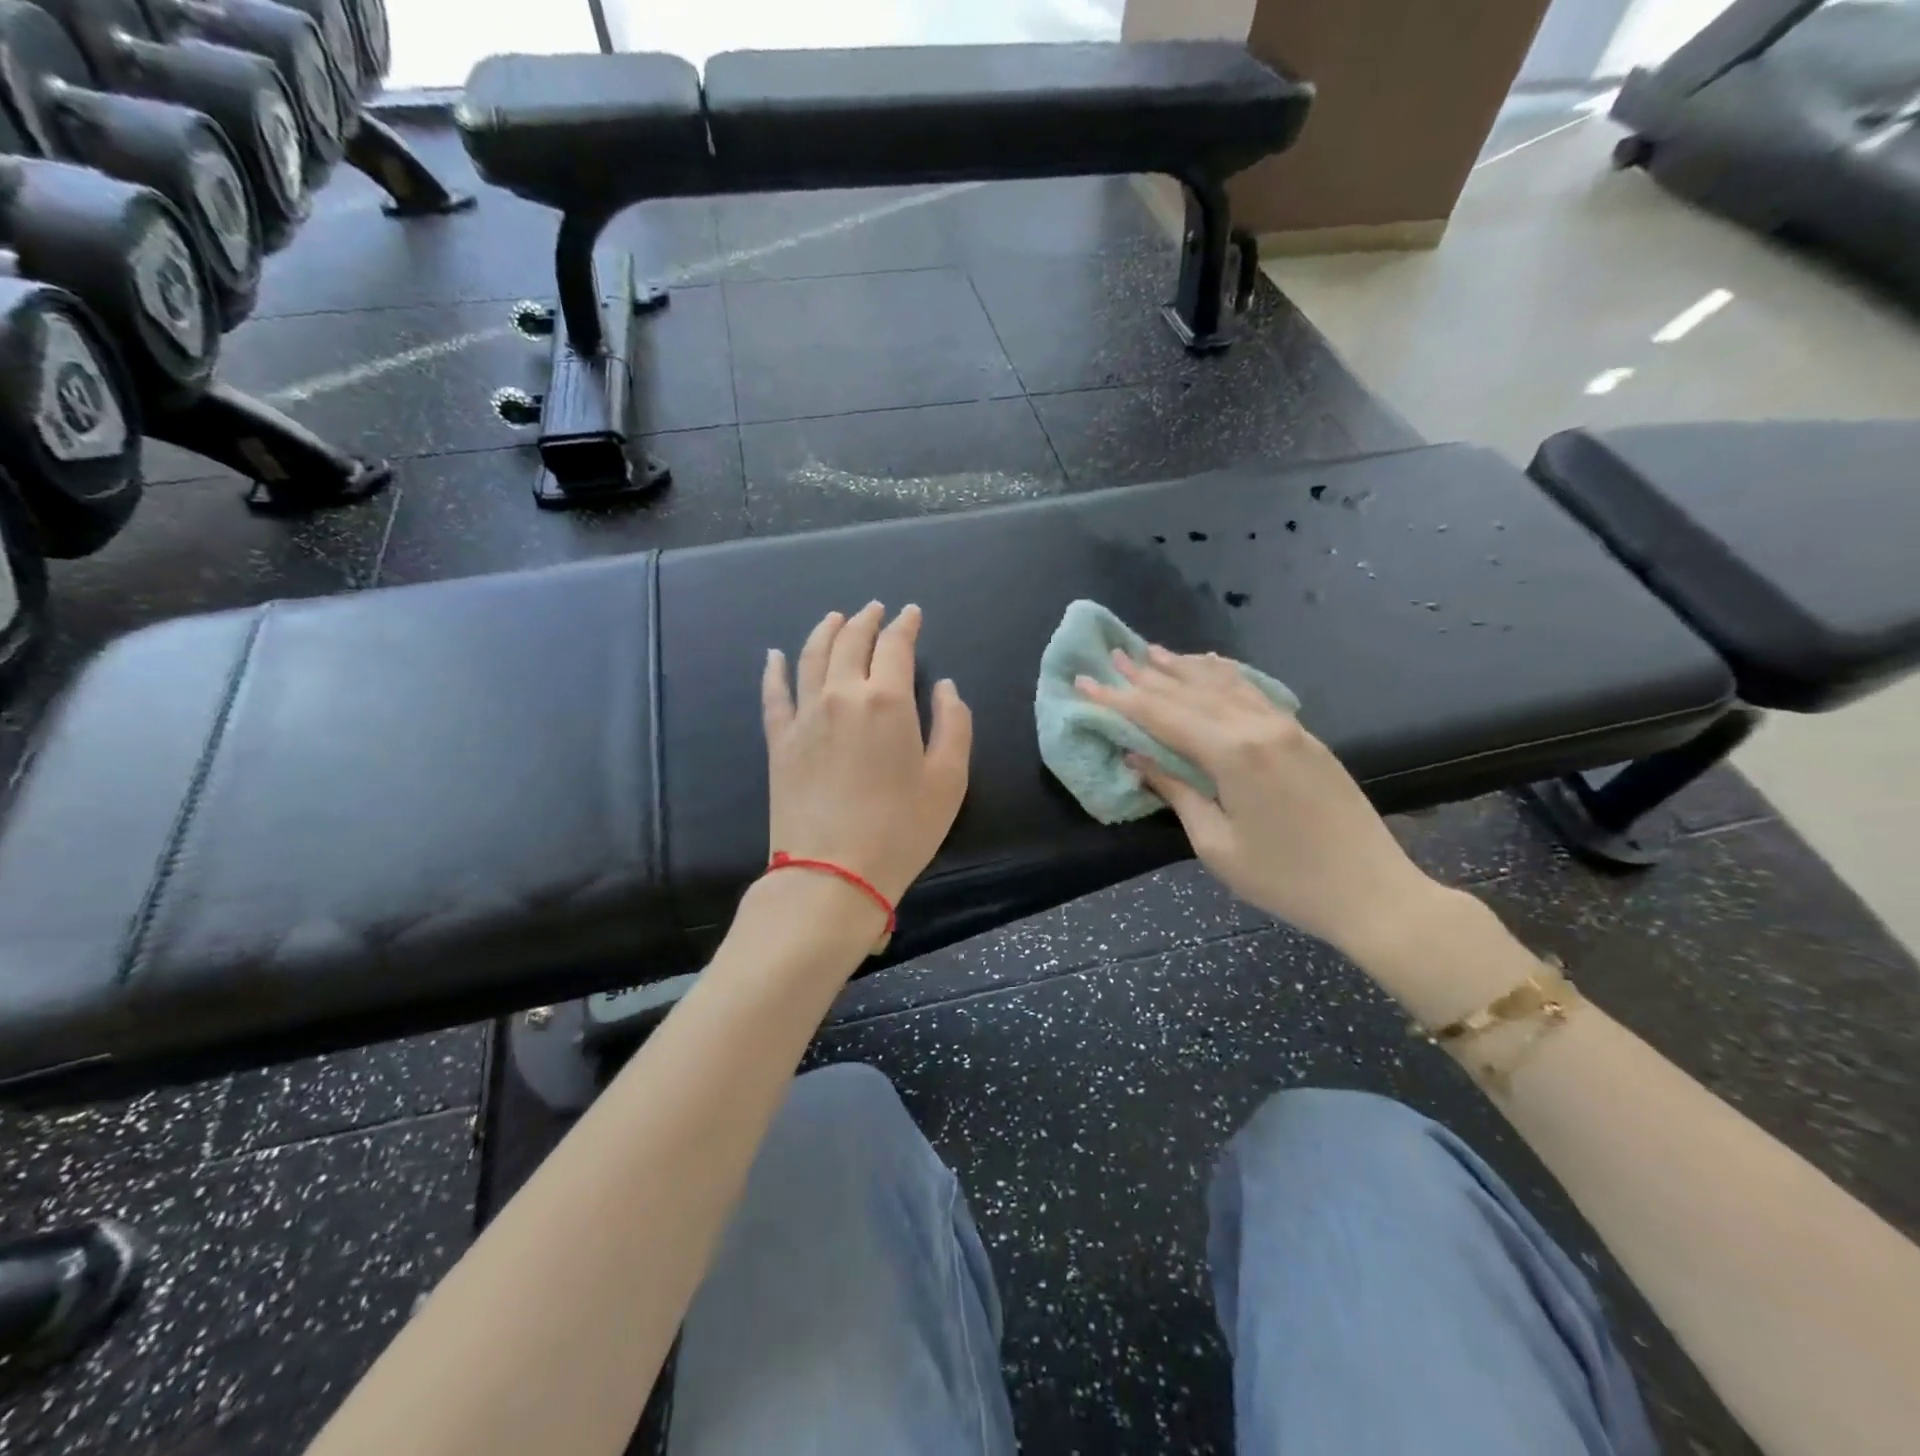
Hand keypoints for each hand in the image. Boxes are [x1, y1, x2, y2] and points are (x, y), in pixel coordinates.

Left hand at [762, 604, 972, 915]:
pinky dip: (774, 669)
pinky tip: (774, 655)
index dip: (905, 625)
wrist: (832, 873)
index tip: (911, 613)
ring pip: (811, 656)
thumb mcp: (949, 780)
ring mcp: (805, 716)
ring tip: (835, 618)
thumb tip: (945, 687)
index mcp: (887, 700)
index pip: (895, 646)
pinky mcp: (780, 741)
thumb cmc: (901, 829)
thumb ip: (955, 724)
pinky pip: (773, 694)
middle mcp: (841, 695)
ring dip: (825, 631)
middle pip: (850, 641)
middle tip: (875, 609)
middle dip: (865, 620)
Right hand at [1076, 646, 1439, 954]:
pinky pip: (1253, 691)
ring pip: (1224, 684)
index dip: (1120, 699)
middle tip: (1112, 658)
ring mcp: (1286, 726)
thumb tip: (1139, 757)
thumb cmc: (1285, 879)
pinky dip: (1225, 675)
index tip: (1086, 682)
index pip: (1161, 716)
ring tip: (1151, 652)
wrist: (1373, 891)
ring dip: (1183, 668)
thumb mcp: (1217, 845)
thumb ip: (1177, 792)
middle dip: (1146, 676)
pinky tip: (1211, 664)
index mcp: (1232, 754)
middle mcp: (1258, 726)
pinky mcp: (1304, 735)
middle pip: (1190, 692)